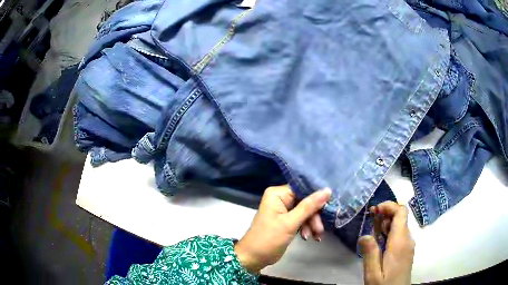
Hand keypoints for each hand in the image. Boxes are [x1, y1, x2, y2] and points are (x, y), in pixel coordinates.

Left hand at [235, 185, 331, 272]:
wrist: (254, 258)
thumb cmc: (269, 239)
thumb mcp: (290, 223)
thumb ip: (309, 206)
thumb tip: (327, 190)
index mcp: (278, 194)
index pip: (302, 189)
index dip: (317, 197)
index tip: (329, 206)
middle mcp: (280, 198)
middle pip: (306, 201)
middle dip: (314, 216)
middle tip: (319, 229)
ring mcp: (283, 210)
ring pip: (306, 212)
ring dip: (312, 224)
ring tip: (316, 236)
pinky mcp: (286, 220)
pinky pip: (301, 219)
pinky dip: (306, 228)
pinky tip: (309, 237)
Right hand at [358, 202, 414, 284]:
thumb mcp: (373, 274)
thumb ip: (370, 254)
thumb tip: (364, 235)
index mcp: (400, 242)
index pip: (401, 212)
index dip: (389, 206)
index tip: (374, 211)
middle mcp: (407, 239)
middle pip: (400, 217)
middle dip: (385, 214)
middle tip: (369, 219)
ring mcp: (408, 244)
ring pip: (400, 224)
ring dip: (386, 223)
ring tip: (372, 230)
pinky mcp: (407, 249)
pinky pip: (400, 233)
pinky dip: (390, 231)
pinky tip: (379, 240)